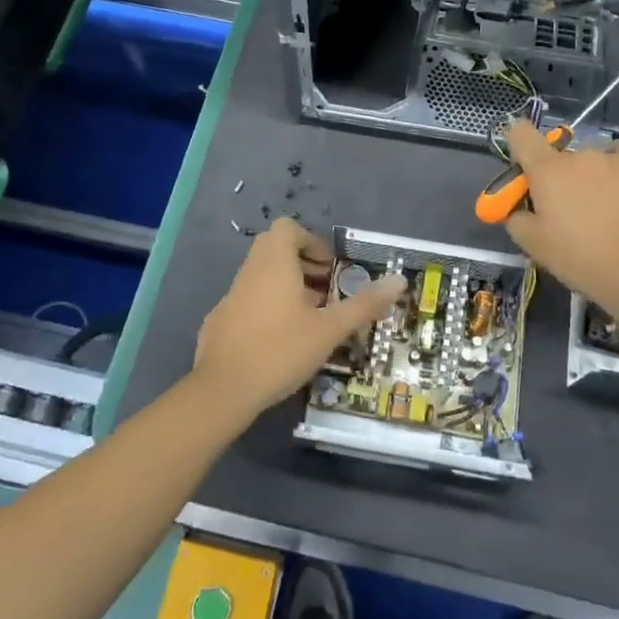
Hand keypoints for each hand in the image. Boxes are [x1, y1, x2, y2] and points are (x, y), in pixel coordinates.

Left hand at [192, 220, 404, 423]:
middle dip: (303, 266)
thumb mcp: (329, 329)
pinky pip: (248, 301)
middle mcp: (250, 272)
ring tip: (309, 320)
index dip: (311, 242)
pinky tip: (281, 342)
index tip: (329, 268)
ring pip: (262, 277)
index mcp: (274, 263)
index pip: (287, 228)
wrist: (222, 390)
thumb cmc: (280, 350)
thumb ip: (364, 304)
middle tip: (325, 293)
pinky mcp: (220, 321)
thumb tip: (399, 280)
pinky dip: (268, 309)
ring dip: (287, 288)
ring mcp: (231, 296)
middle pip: (275, 250)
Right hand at [500, 122, 618, 330]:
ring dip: (592, 177)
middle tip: (572, 213)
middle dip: (561, 179)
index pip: (521, 134)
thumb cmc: (582, 259)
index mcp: (547, 170)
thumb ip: (516, 218)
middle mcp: (579, 155)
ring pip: (593, 160)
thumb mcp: (534, 246)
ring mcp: (615, 157)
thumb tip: (519, 208)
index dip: (519, 146)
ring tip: (607, 211)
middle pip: (561, 158)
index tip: (527, 171)